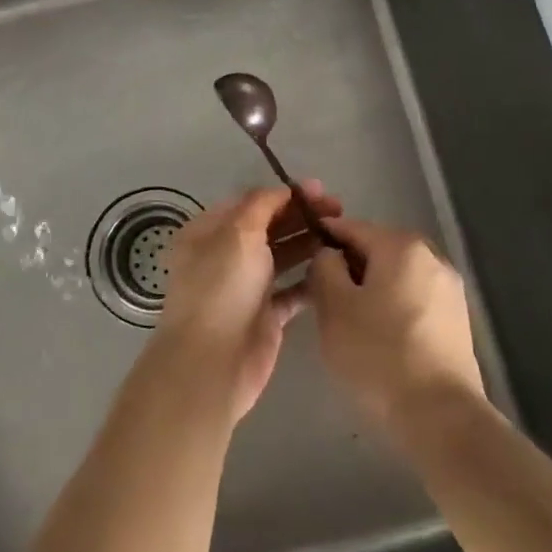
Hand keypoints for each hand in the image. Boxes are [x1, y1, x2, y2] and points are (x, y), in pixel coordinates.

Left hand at [155, 182, 341, 422]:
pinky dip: (311, 279)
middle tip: (339, 210)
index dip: (284, 194)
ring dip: (309, 244)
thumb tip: (282, 190)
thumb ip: (261, 205)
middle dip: (301, 217)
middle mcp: (224, 256)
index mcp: (208, 232)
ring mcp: (245, 286)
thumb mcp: (237, 233)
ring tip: (342, 235)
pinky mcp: (265, 315)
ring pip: (282, 257)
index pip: (250, 203)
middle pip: (268, 228)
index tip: (320, 190)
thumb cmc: (221, 288)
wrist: (213, 362)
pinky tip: (336, 268)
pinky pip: (292, 290)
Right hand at [308, 218, 484, 426]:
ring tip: (347, 317)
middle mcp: (432, 257)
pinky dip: (392, 305)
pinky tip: (377, 334)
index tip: (301, 252)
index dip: (323, 236)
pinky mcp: (457, 319)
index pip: (352, 227)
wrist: (440, 416)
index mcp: (402, 246)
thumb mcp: (334, 306)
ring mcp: (450, 289)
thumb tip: (330, 255)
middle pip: (377, 249)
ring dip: (370, 286)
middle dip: (348, 265)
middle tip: (321, 293)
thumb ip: (324, 267)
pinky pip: (413, 298)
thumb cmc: (378, 354)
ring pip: (396, 275)